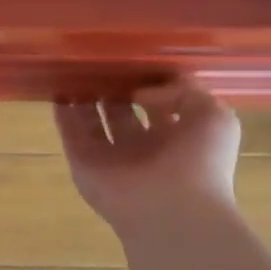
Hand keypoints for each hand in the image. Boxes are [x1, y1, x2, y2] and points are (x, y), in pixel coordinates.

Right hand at [55, 78, 242, 235]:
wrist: (172, 210)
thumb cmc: (200, 162)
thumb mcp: (213, 115)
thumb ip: (184, 91)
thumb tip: (142, 92)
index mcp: (177, 138)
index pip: (158, 106)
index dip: (147, 83)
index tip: (134, 59)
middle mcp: (142, 148)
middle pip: (122, 113)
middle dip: (112, 89)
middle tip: (101, 62)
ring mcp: (111, 158)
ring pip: (94, 122)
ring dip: (85, 99)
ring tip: (76, 69)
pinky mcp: (84, 164)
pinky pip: (70, 134)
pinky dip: (63, 114)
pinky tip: (57, 90)